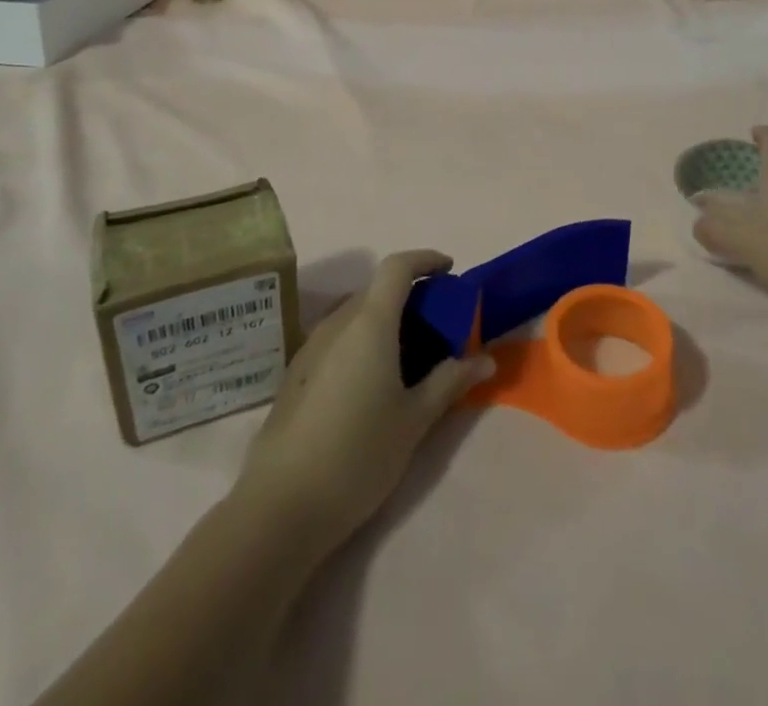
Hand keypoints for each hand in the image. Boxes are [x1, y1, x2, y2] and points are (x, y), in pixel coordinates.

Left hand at [240, 250, 493, 547]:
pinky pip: (337, 338)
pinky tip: (372, 382)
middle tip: (438, 324)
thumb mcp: (415, 419)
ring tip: (409, 354)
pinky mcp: (296, 375)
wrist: (281, 507)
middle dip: (409, 295)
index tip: (449, 270)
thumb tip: (486, 359)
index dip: (425, 260)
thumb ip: (450, 381)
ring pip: (354, 314)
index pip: (397, 267)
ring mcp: (311, 347)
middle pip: (376, 290)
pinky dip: (361, 340)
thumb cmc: (358, 454)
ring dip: (384, 319)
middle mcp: (337, 323)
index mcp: (369, 322)